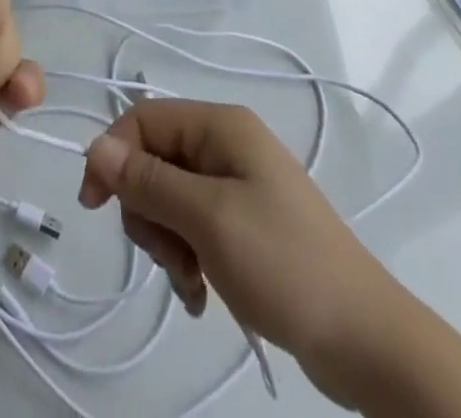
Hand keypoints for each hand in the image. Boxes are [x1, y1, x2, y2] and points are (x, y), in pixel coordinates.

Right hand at [77, 99, 415, 410]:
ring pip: (168, 197)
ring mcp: (237, 185)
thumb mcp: (208, 219)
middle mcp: (226, 145)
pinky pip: (192, 227)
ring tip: (189, 280)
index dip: (113, 154)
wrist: (367, 342)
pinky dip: (186, 258)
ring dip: (166, 241)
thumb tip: (95, 146)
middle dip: (148, 209)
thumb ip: (148, 180)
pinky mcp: (243, 224)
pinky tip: (199, 294)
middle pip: (153, 160)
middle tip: (168, 253)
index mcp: (221, 126)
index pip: (144, 119)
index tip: (94, 205)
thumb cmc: (284, 265)